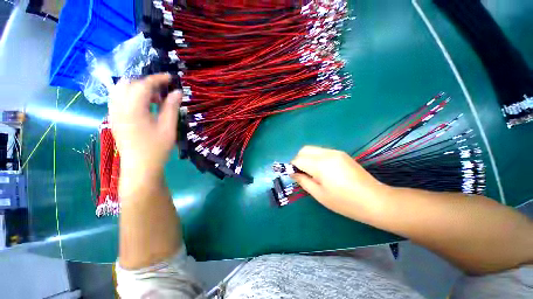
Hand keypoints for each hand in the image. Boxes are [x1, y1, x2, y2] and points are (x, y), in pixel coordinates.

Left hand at [108, 74, 181, 178]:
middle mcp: (118, 107)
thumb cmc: (156, 148)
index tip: (170, 77)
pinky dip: (131, 95)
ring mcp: (114, 113)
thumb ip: (171, 107)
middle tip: (162, 91)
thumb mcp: (168, 127)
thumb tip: (178, 92)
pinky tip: (143, 105)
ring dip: (137, 88)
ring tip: (154, 98)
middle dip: (146, 82)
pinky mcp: (114, 118)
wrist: (140, 166)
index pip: (143, 85)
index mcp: (133, 109)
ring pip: (121, 89)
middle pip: (128, 83)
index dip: (158, 79)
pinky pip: (119, 98)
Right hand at [291, 146, 389, 220]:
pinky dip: (316, 158)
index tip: (293, 175)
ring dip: (307, 158)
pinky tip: (322, 170)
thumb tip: (292, 173)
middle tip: (301, 173)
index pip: (298, 159)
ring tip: (311, 172)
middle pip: (304, 150)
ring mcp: (336, 152)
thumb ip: (303, 181)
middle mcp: (327, 153)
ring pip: (313, 149)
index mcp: (320, 164)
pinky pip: (322, 151)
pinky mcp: (342, 154)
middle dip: (298, 159)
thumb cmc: (345, 202)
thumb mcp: (319, 194)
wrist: (375, 200)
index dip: (292, 166)